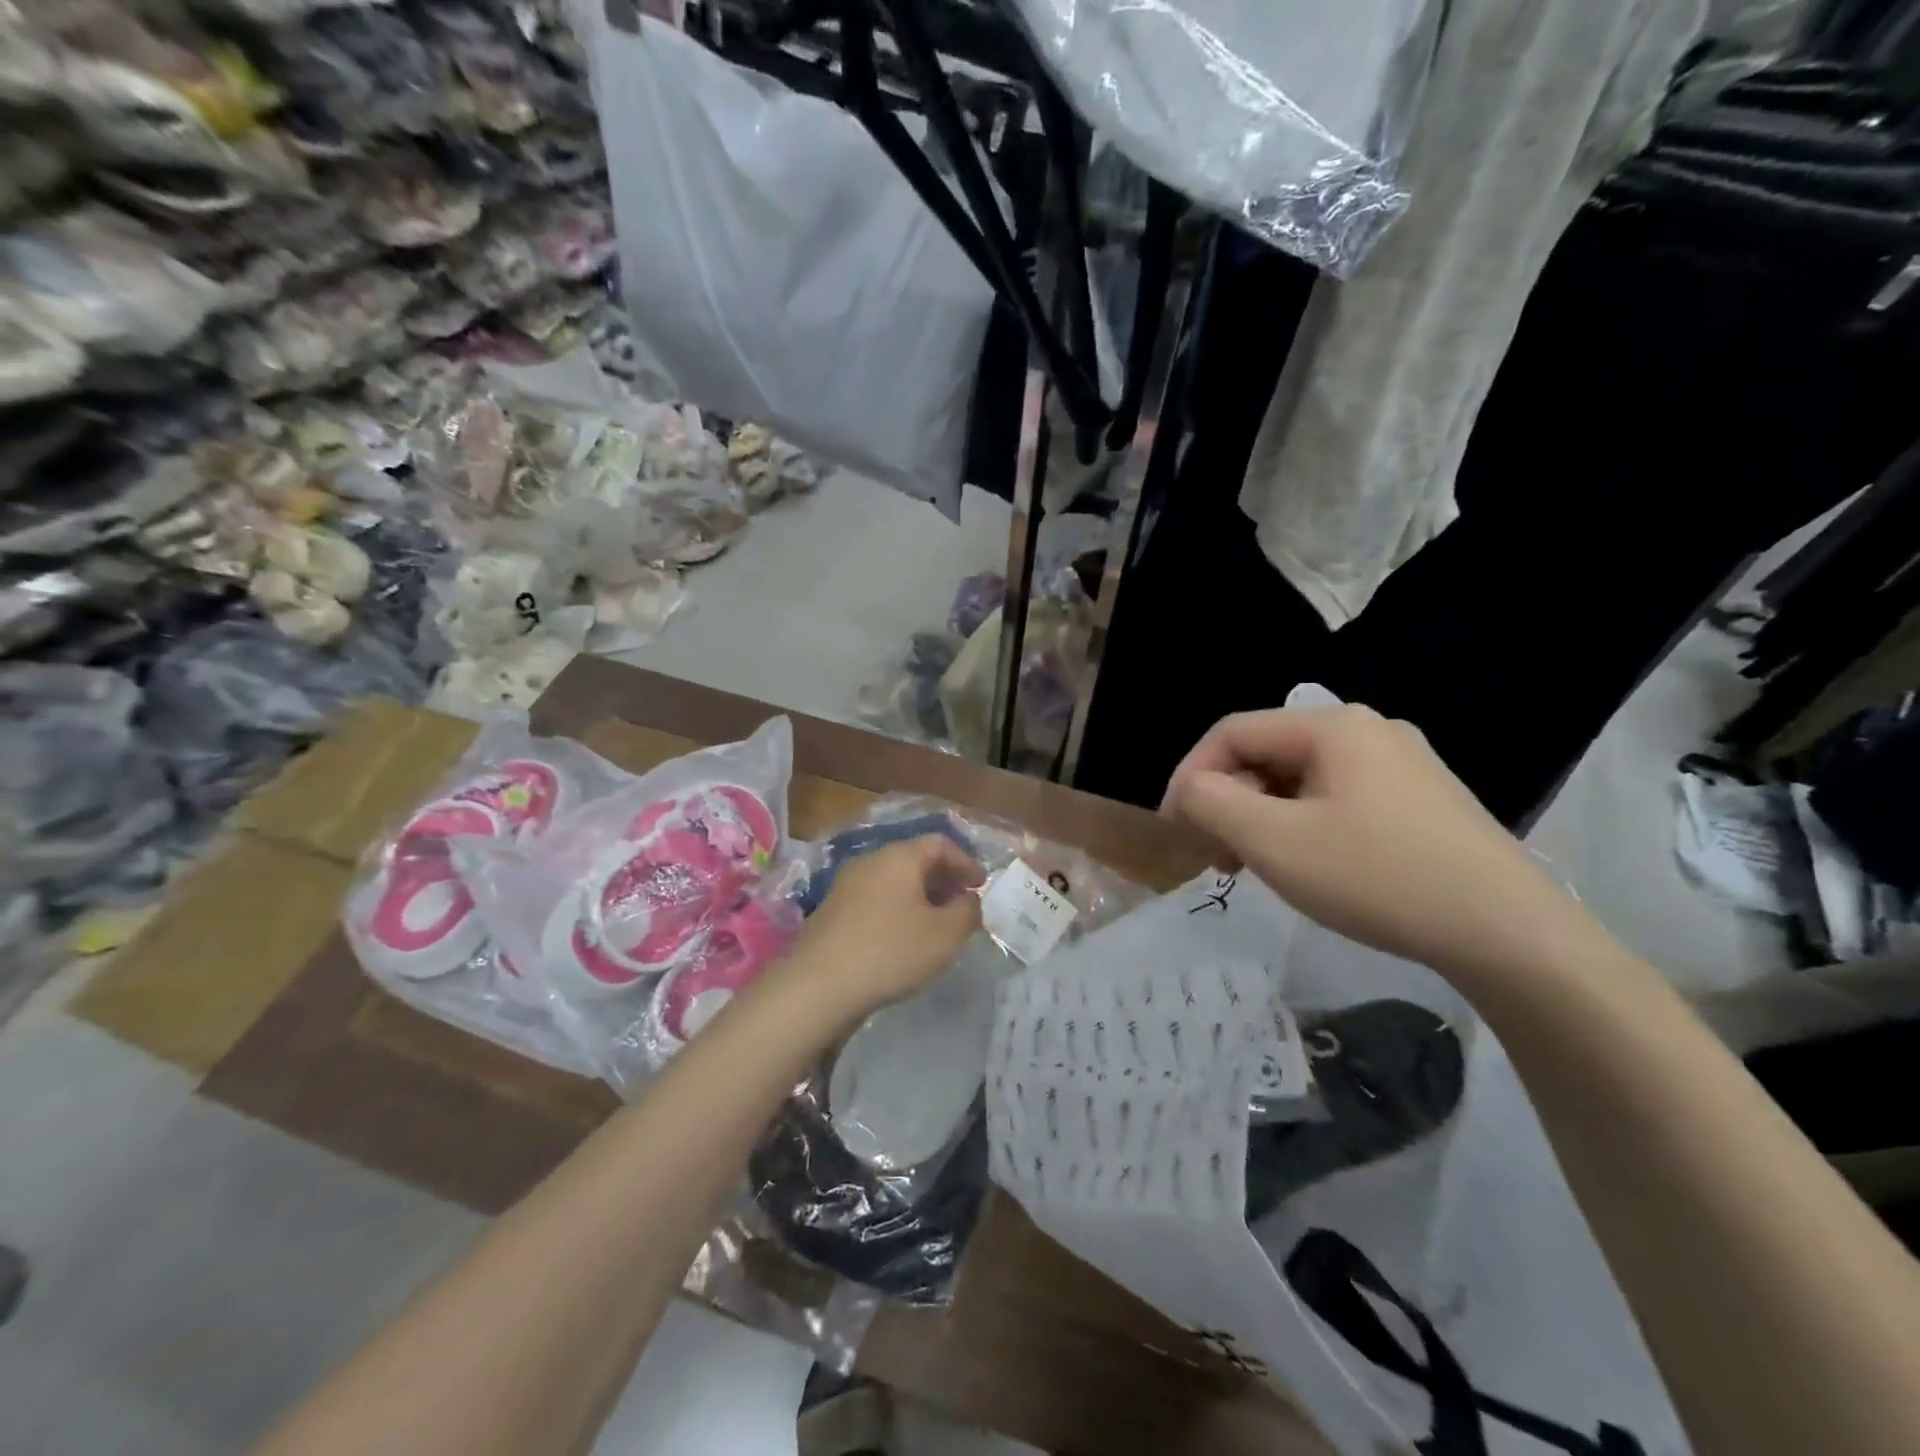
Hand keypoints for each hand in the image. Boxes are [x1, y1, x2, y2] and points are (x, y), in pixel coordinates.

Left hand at [787, 836, 984, 1020]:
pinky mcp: (832, 912)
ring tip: (936, 927)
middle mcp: (870, 861)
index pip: (940, 843)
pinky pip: (875, 900)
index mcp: (899, 856)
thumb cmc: (891, 950)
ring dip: (920, 897)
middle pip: (915, 860)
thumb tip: (967, 899)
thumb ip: (967, 911)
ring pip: (893, 881)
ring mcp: (846, 885)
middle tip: (962, 906)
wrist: (818, 985)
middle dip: (943, 880)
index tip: (981, 886)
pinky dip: (897, 911)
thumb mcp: (946, 934)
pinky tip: (902, 941)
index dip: (965, 862)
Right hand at [1163, 706, 1599, 979]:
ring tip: (1255, 865)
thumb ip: (1212, 804)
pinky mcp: (1421, 801)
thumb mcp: (1275, 842)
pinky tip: (1307, 865)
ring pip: (1301, 779)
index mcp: (1332, 726)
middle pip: (1267, 753)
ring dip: (1262, 816)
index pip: (1232, 732)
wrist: (1511, 934)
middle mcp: (1368, 730)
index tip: (1174, 829)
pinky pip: (1337, 799)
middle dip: (1228, 800)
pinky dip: (1302, 825)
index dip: (1189, 775)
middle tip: (1214, 854)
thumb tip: (1190, 790)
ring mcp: (1401, 765)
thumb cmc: (1378, 877)